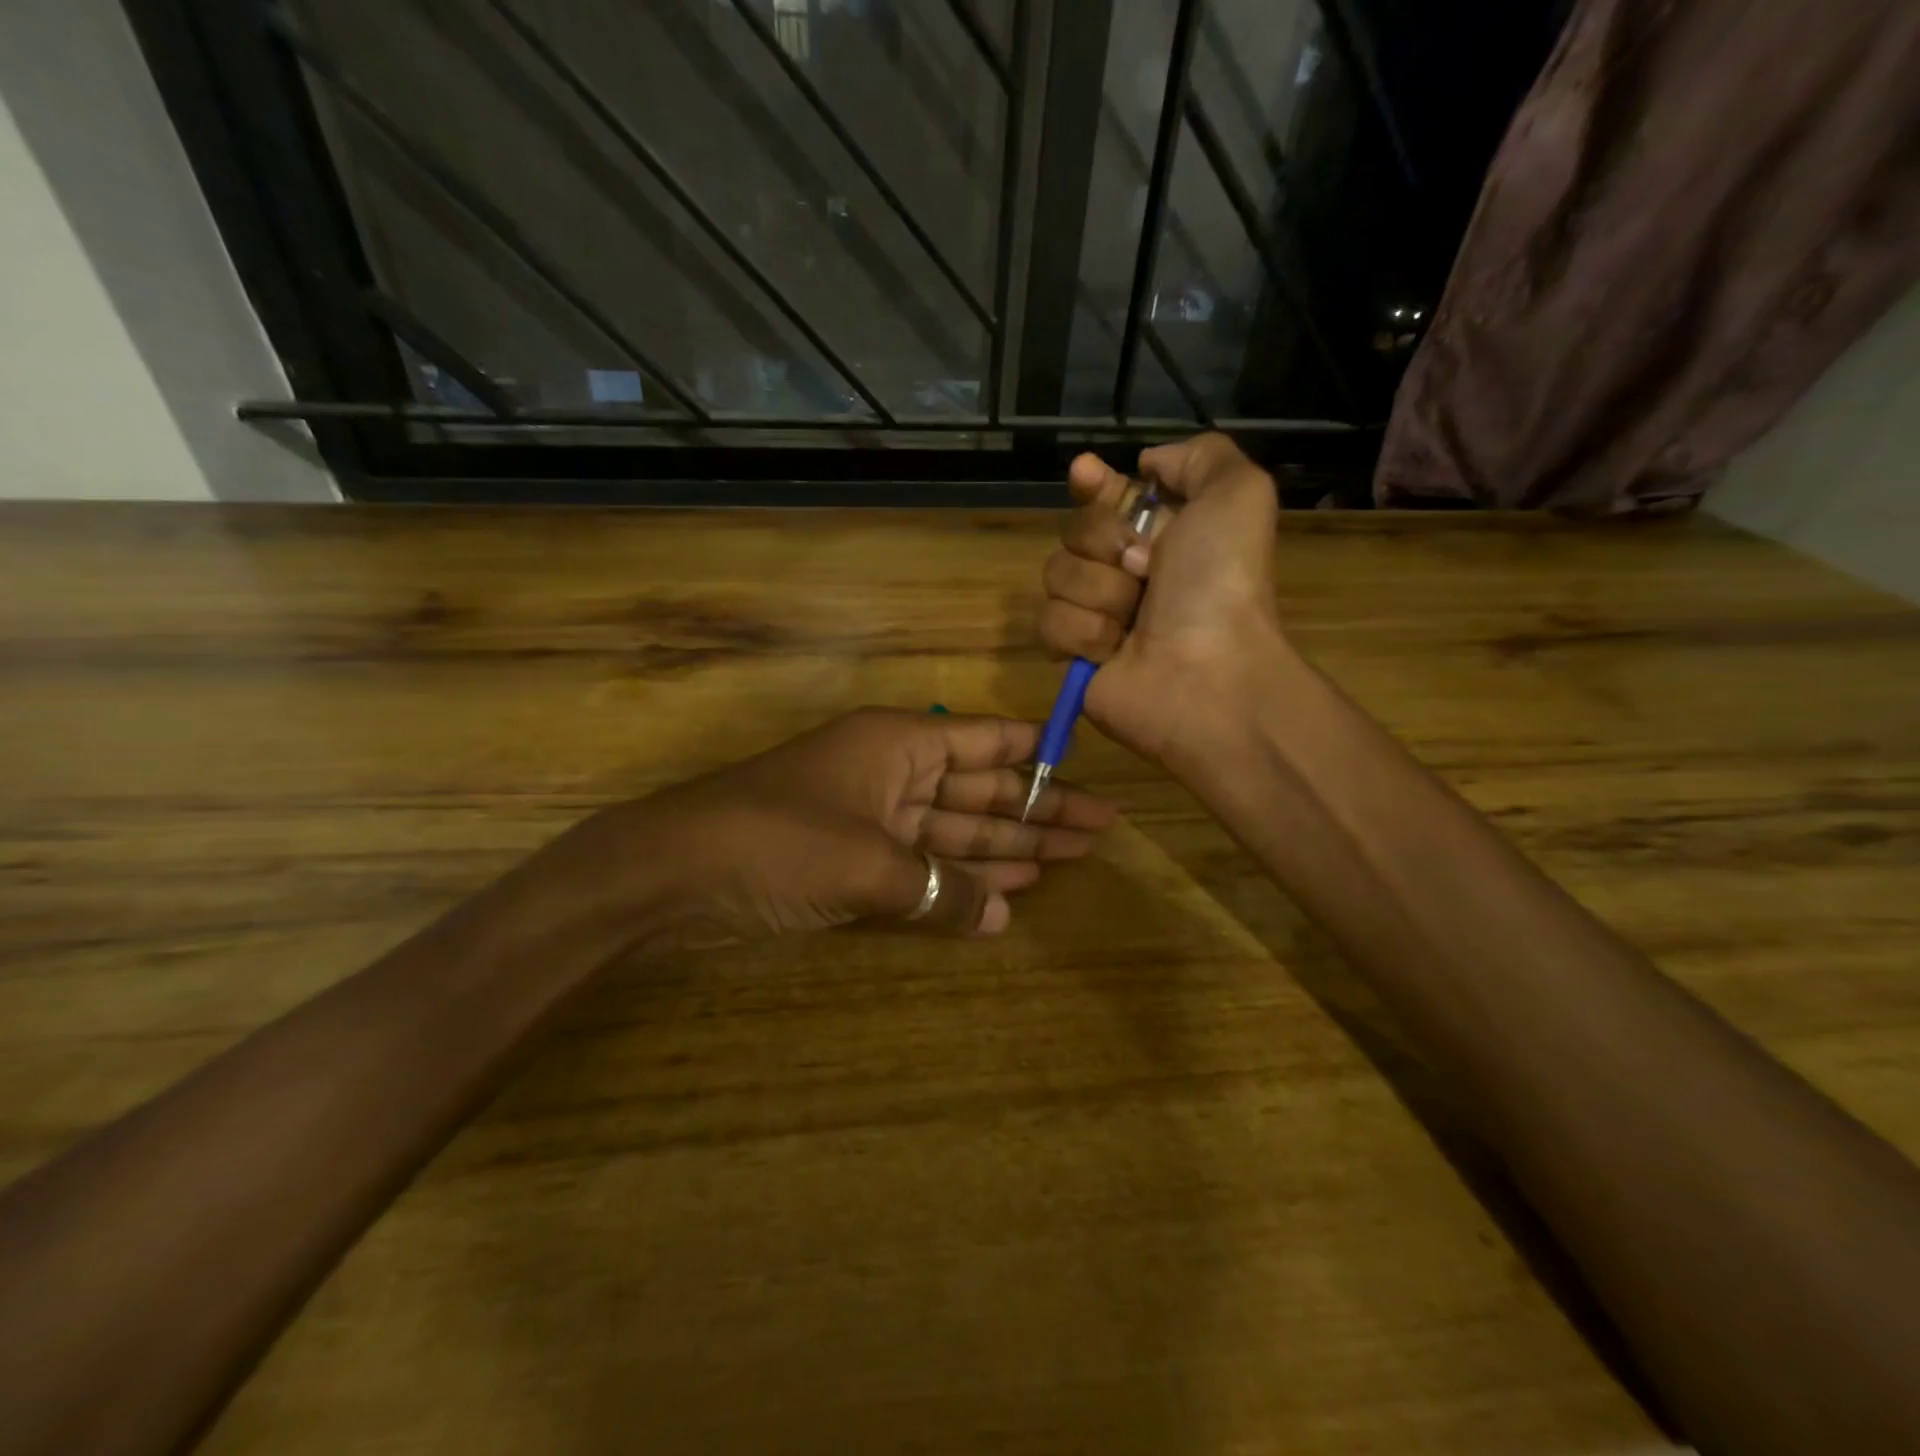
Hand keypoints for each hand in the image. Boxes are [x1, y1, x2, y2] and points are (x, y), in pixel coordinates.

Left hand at [579, 709, 1115, 946]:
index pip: (984, 740)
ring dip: (1007, 847)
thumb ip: (941, 889)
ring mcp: (873, 817)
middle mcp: (892, 772)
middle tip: (1098, 831)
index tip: (1085, 766)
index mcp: (898, 743)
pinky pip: (924, 863)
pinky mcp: (854, 859)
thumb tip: (1002, 916)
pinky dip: (960, 879)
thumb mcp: (869, 864)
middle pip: (979, 789)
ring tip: (1067, 859)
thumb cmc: (778, 840)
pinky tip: (1004, 895)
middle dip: (1036, 811)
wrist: (674, 872)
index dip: (1036, 753)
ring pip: (955, 830)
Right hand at [1038, 433, 1285, 761]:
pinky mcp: (1074, 654)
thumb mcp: (1238, 495)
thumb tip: (1145, 464)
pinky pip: (1049, 622)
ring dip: (1100, 592)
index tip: (1086, 474)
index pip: (1108, 495)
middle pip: (1074, 531)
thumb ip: (1201, 456)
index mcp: (1162, 533)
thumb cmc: (1222, 584)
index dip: (1093, 484)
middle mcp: (1126, 570)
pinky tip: (1113, 651)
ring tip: (1135, 620)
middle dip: (1107, 543)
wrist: (1207, 674)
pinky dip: (1084, 632)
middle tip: (1146, 569)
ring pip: (1056, 575)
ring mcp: (1097, 612)